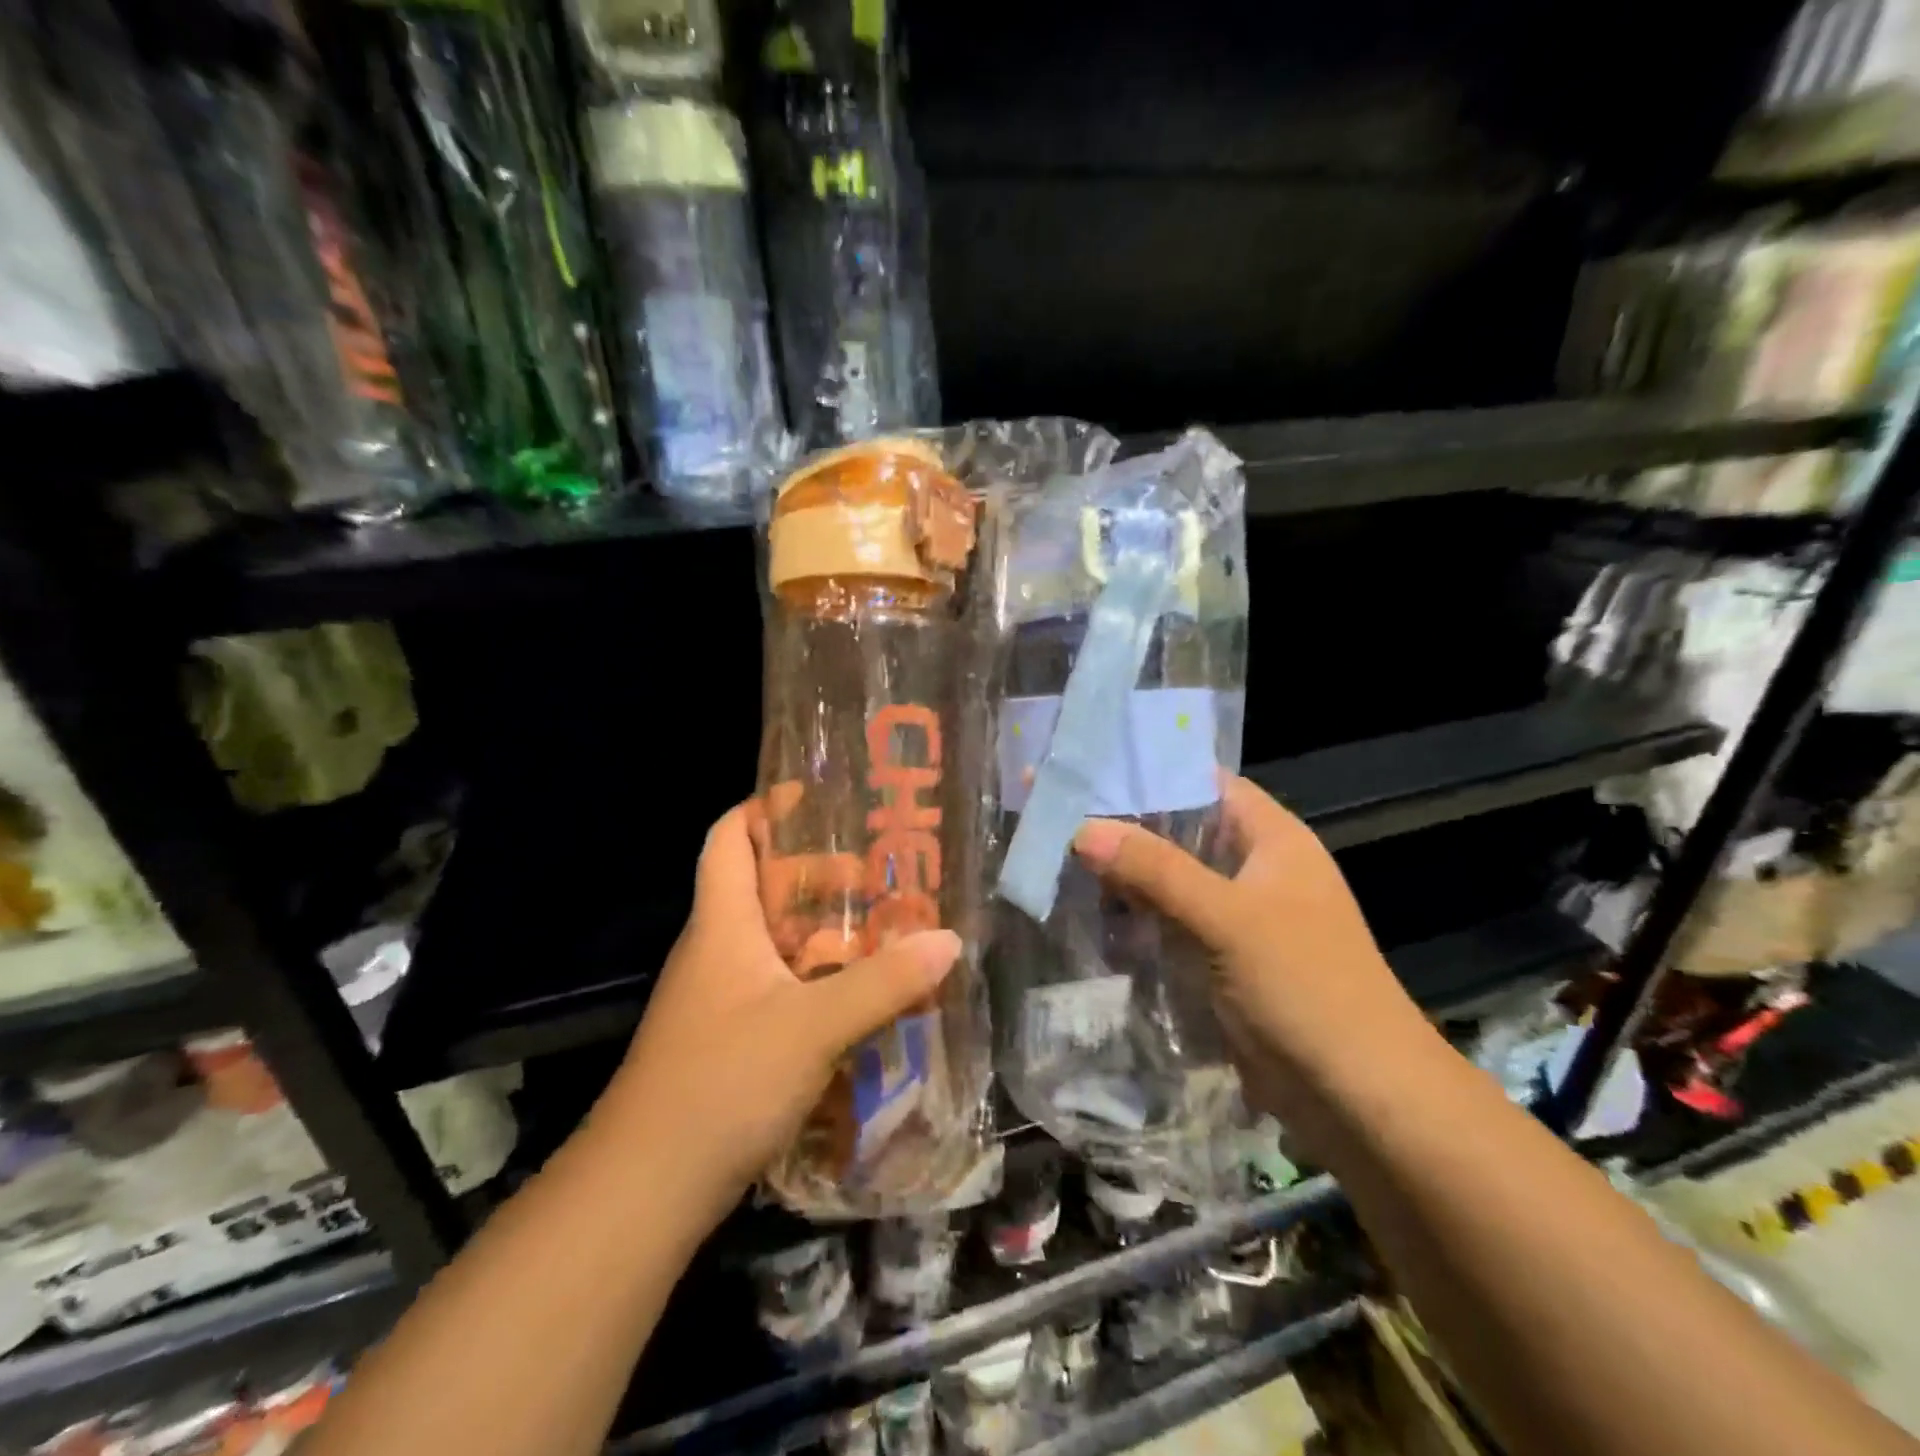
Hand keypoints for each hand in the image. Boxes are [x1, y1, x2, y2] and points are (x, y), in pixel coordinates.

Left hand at [591, 803, 960, 1234]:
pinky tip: (861, 995)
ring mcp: (720, 998)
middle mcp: (716, 950)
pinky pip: (780, 988)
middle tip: (880, 869)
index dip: (764, 808)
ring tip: (885, 925)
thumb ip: (883, 983)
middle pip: (762, 887)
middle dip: (818, 872)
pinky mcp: (729, 1040)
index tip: (819, 798)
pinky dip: (818, 979)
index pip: (728, 838)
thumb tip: (949, 941)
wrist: (646, 1190)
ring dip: (824, 930)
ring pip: (775, 941)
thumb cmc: (722, 1081)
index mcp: (722, 923)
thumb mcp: (813, 1026)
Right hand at [1073, 777, 1441, 1145]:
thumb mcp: (1228, 920)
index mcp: (1272, 839)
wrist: (1360, 1098)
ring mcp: (1239, 917)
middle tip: (1057, 816)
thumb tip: (1083, 828)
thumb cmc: (1305, 988)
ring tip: (1057, 861)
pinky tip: (1089, 918)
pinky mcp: (1223, 960)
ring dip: (1124, 878)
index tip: (1087, 767)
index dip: (1150, 772)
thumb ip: (1156, 871)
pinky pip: (1171, 925)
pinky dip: (1136, 920)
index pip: (1204, 782)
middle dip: (1124, 828)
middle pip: (1180, 833)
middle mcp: (1255, 869)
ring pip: (1170, 882)